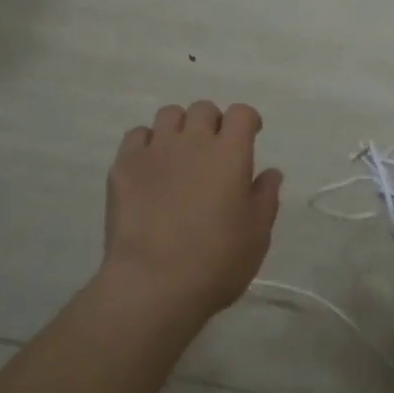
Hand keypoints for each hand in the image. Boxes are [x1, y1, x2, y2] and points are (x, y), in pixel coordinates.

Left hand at [101, 101, 282, 325]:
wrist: (154, 284)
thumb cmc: (217, 261)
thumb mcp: (257, 234)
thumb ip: (265, 197)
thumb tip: (269, 172)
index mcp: (230, 153)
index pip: (241, 113)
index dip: (247, 120)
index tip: (250, 136)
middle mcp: (192, 141)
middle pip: (203, 108)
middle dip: (212, 123)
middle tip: (213, 151)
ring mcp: (154, 150)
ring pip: (168, 115)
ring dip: (179, 128)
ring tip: (179, 155)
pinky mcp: (123, 166)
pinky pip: (136, 136)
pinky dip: (146, 144)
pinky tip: (150, 168)